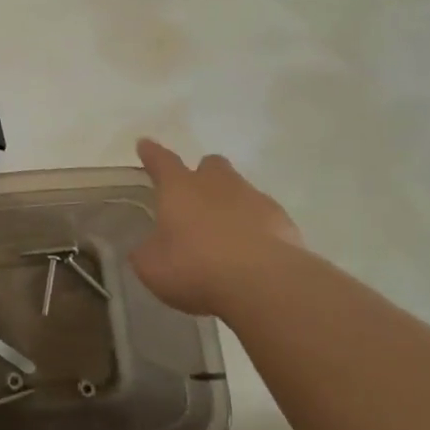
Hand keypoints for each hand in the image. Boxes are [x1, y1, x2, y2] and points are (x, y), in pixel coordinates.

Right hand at [131, 138, 302, 314]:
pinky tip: (251, 252)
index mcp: (179, 188)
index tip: (146, 145)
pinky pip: (264, 217)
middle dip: (202, 174)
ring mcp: (254, 199)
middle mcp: (217, 184)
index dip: (152, 153)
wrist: (265, 285)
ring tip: (223, 234)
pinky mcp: (284, 222)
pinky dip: (255, 228)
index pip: (161, 161)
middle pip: (211, 165)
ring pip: (240, 189)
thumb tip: (148, 247)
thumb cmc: (196, 268)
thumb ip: (147, 251)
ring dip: (230, 204)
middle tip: (195, 197)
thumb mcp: (152, 266)